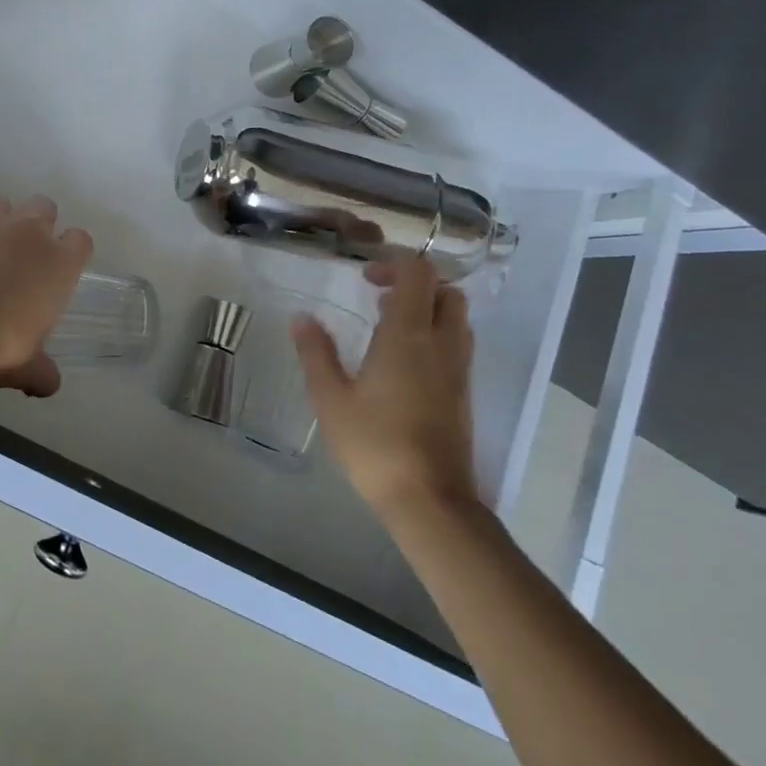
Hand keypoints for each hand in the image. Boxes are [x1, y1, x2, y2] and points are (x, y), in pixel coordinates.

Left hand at [0, 195, 92, 411]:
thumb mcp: (26, 366)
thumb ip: (42, 372)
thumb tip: (50, 385)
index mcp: (60, 262)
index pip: (81, 240)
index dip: (72, 251)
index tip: (61, 269)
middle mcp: (31, 231)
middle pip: (45, 207)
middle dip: (38, 224)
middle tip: (23, 255)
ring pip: (4, 203)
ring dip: (1, 220)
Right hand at [291, 249, 476, 517]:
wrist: (430, 500)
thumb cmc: (375, 444)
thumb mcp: (331, 398)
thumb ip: (316, 353)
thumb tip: (302, 318)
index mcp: (408, 335)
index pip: (418, 274)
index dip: (393, 265)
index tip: (364, 279)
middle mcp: (441, 344)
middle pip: (447, 291)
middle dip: (416, 284)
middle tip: (379, 298)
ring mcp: (458, 370)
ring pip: (457, 319)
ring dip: (429, 309)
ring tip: (390, 326)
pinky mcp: (463, 394)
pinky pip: (458, 346)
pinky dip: (436, 335)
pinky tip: (404, 362)